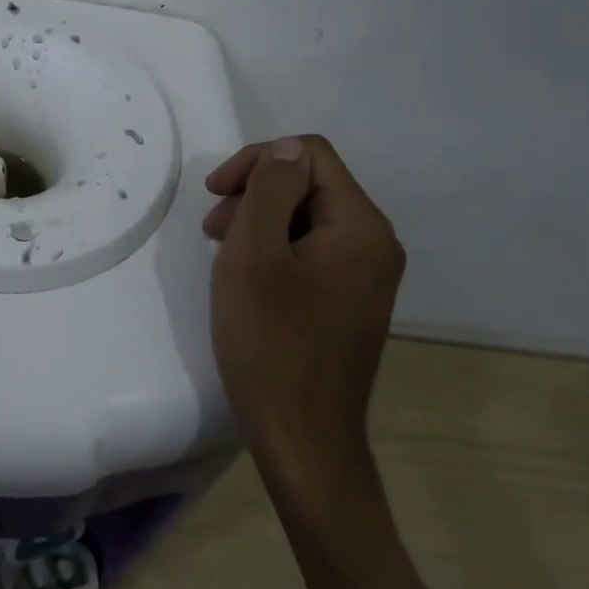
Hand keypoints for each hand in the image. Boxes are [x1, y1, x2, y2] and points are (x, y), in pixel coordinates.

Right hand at [203, 135, 405, 472]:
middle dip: (256, 192)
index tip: (215, 195)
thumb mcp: (254, 254)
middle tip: (214, 229)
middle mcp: (375, 243)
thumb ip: (271, 190)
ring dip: (261, 220)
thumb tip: (286, 151)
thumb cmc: (271, 342)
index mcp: (360, 226)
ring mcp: (366, 275)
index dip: (257, 161)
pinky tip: (249, 279)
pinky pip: (313, 250)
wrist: (302, 438)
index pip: (309, 154)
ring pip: (308, 217)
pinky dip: (276, 249)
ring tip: (225, 254)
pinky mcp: (350, 300)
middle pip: (311, 182)